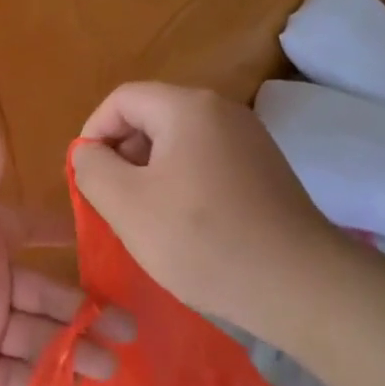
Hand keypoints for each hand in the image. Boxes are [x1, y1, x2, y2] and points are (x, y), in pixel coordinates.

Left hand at [0, 120, 133, 385]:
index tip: (112, 236)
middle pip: (48, 292)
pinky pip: (19, 376)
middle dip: (89, 307)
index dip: (65, 232)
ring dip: (77, 348)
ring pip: (40, 337)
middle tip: (135, 324)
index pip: (32, 229)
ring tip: (118, 364)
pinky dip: (48, 381)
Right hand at [71, 82, 348, 341]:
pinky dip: (183, 184)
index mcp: (187, 107)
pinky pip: (207, 162)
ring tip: (146, 219)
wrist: (299, 285)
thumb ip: (92, 169)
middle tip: (113, 203)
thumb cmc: (203, 240)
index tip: (85, 177)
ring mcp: (249, 139)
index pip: (122, 100)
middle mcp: (222, 110)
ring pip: (179, 142)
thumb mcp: (127, 205)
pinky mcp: (265, 169)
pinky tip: (185, 226)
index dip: (93, 133)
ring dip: (151, 173)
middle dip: (122, 155)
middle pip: (152, 117)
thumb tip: (89, 152)